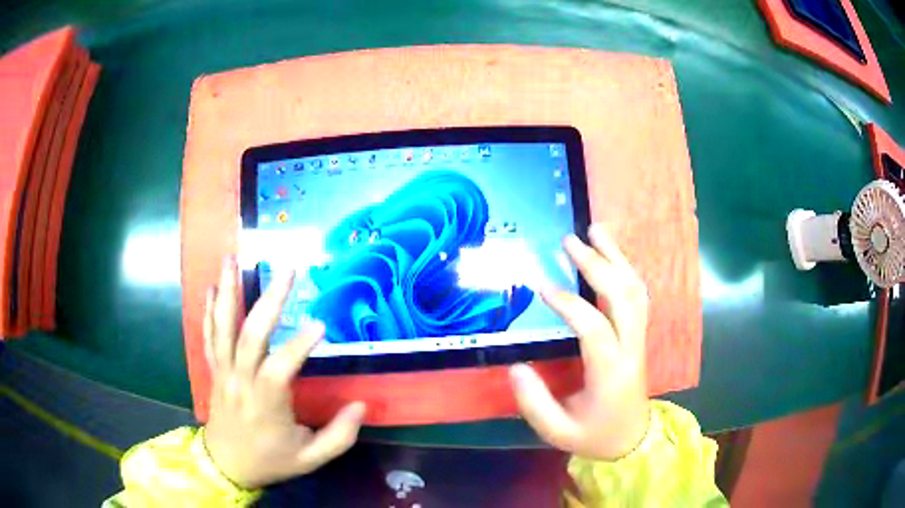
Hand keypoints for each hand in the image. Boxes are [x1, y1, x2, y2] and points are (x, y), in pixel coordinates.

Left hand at [202, 257, 365, 488]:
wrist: (226, 467)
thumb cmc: (270, 461)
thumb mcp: (310, 458)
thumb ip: (339, 436)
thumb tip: (362, 406)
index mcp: (266, 402)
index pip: (282, 366)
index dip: (300, 344)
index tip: (321, 324)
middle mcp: (241, 380)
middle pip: (251, 335)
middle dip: (270, 301)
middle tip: (288, 271)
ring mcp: (223, 372)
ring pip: (223, 327)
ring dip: (228, 291)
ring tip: (232, 258)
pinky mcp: (215, 370)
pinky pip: (208, 336)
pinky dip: (210, 311)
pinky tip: (213, 288)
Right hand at [510, 224, 650, 460]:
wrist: (632, 440)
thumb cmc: (594, 436)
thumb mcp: (558, 432)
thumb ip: (534, 403)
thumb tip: (515, 367)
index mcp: (611, 373)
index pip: (595, 328)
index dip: (569, 304)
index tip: (541, 286)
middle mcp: (631, 349)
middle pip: (623, 297)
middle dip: (597, 265)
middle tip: (569, 241)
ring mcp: (639, 340)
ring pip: (635, 291)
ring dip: (617, 258)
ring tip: (596, 230)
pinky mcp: (639, 336)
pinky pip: (638, 296)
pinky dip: (625, 270)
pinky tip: (611, 255)